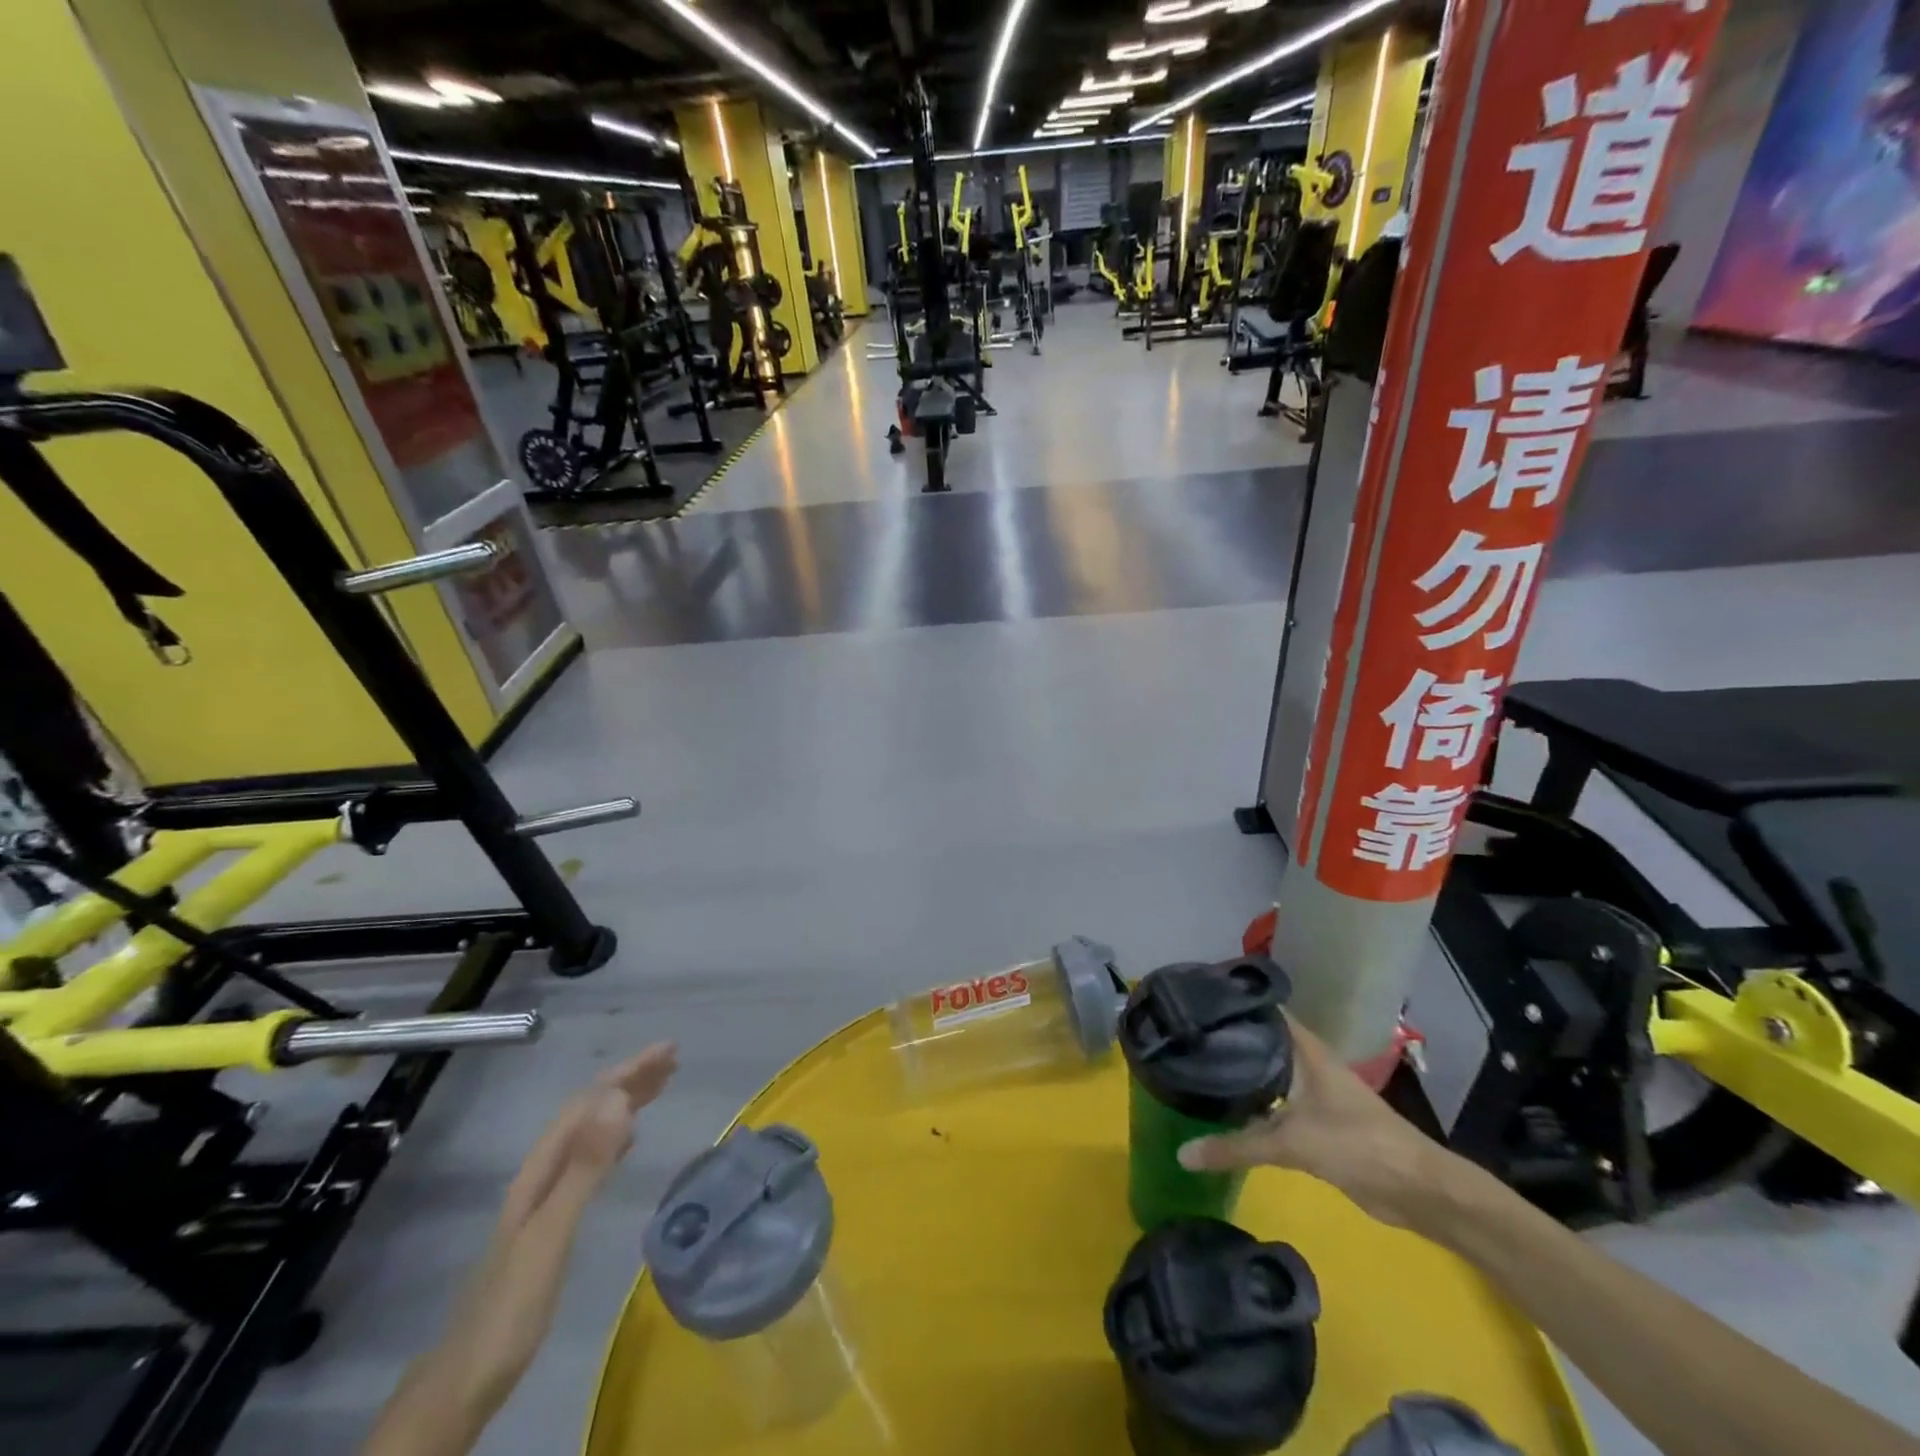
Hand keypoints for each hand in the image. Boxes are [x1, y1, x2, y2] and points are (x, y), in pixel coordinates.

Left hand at [365, 1043, 679, 1455]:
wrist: (465, 1379)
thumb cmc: (511, 1304)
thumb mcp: (552, 1232)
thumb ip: (584, 1167)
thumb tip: (618, 1099)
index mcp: (541, 1168)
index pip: (589, 1102)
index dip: (628, 1073)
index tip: (667, 1052)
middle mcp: (542, 1173)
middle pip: (589, 1111)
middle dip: (630, 1079)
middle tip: (673, 1059)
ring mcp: (546, 1197)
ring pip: (591, 1132)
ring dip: (625, 1103)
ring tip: (661, 1085)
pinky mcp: (555, 1219)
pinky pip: (592, 1157)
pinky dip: (616, 1136)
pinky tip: (629, 1139)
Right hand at [1177, 1017, 1465, 1232]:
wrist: (1417, 1190)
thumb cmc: (1357, 1145)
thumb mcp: (1291, 1143)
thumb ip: (1236, 1148)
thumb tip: (1182, 1154)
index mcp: (1305, 1048)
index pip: (1261, 1011)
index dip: (1230, 1003)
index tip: (1191, 1001)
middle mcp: (1307, 1061)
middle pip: (1260, 1041)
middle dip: (1227, 1039)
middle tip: (1182, 1038)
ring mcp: (1313, 1091)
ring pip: (1267, 1073)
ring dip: (1240, 1073)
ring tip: (1195, 1068)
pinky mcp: (1316, 1121)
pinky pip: (1274, 1103)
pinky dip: (1252, 1104)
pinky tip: (1226, 1110)